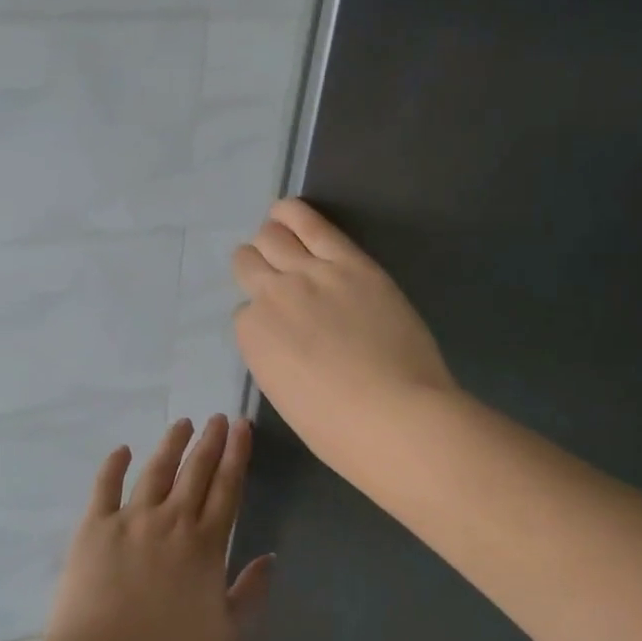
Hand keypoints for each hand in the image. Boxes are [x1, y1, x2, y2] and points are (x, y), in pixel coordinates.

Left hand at [43, 416, 272, 640]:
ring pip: (156, 470)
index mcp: (205, 544)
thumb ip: (251, 592)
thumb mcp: (225, 632)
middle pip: (195, 471)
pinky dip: (114, 465)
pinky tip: (122, 449)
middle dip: (209, 441)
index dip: (236, 455)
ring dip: (171, 443)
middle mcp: (172, 520)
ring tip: (182, 423)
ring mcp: (131, 518)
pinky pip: (106, 486)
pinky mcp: (95, 525)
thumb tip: (271, 557)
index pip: (226, 488)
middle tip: (217, 418)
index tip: (241, 426)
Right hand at [232, 198, 456, 484]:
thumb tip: (287, 340)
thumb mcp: (286, 397)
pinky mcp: (349, 262)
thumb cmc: (339, 429)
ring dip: (270, 235)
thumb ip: (275, 357)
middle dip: (256, 267)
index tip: (282, 328)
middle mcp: (271, 296)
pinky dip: (293, 214)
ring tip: (278, 231)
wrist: (396, 417)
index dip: (262, 317)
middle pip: (248, 262)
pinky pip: (311, 224)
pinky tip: (288, 211)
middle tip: (275, 276)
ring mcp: (310, 274)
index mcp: (252, 337)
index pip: (245, 312)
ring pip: (272, 236)